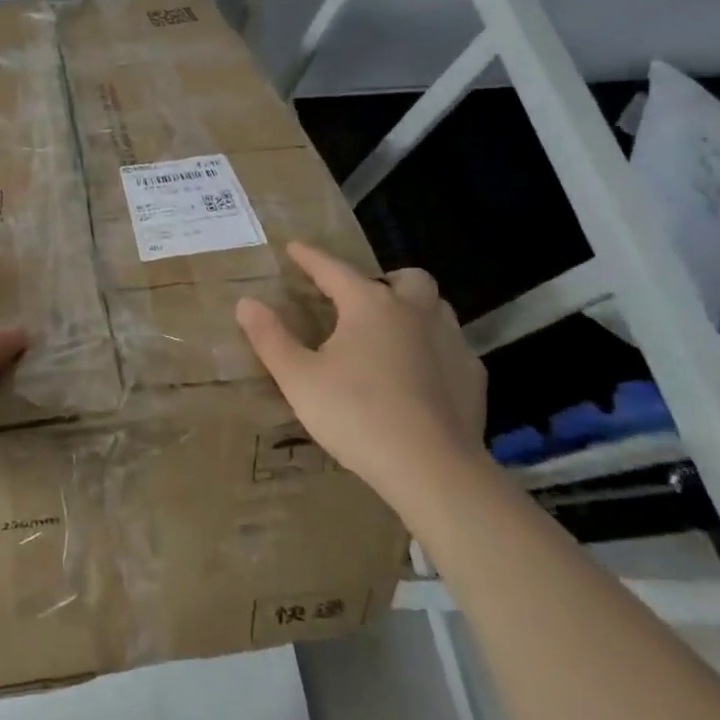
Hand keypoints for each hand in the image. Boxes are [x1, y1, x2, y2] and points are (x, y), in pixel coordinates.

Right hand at [235, 241, 487, 509]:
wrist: (433, 471)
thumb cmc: (357, 415)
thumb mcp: (299, 378)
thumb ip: (270, 338)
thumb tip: (246, 303)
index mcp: (369, 304)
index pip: (333, 269)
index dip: (310, 258)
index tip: (294, 248)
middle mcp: (414, 312)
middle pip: (407, 278)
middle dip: (384, 279)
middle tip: (362, 299)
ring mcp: (450, 343)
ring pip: (437, 308)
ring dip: (415, 310)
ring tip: (392, 331)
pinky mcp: (473, 379)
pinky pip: (454, 348)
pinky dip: (435, 349)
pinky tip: (422, 374)